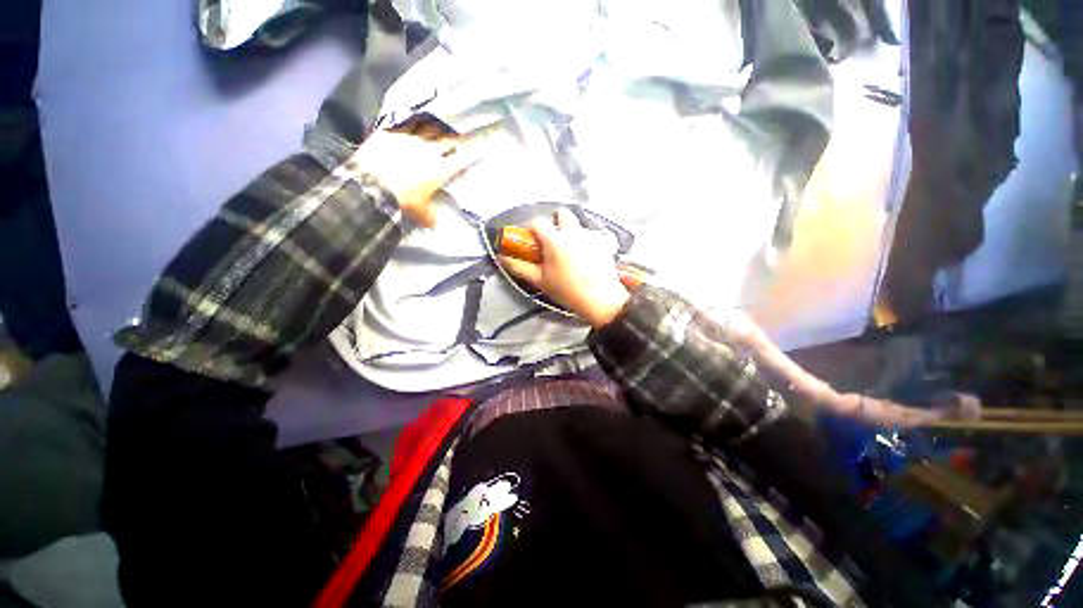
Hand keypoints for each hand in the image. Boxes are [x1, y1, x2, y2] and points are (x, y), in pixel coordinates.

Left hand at [352, 119, 481, 227]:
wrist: (370, 184)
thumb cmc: (402, 200)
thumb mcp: (420, 213)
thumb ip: (430, 216)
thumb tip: (435, 223)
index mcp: (441, 168)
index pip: (462, 157)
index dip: (472, 151)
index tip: (479, 147)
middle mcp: (429, 149)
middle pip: (448, 137)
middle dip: (455, 137)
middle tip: (457, 136)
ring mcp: (409, 137)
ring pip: (429, 124)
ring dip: (435, 126)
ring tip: (437, 127)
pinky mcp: (390, 131)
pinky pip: (405, 122)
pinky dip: (412, 123)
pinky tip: (412, 124)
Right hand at [500, 209, 630, 327]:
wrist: (599, 299)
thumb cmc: (566, 290)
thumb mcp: (540, 280)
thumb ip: (519, 267)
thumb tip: (503, 257)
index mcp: (555, 240)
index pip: (538, 221)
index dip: (532, 228)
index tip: (532, 239)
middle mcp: (573, 232)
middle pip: (562, 214)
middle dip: (556, 222)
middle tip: (554, 240)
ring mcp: (590, 235)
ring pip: (578, 224)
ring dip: (572, 232)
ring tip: (572, 251)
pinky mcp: (603, 242)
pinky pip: (592, 234)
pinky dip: (587, 240)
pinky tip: (588, 256)